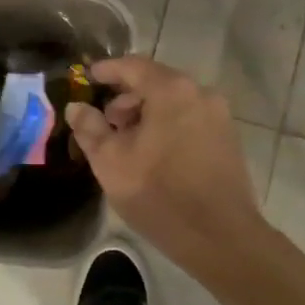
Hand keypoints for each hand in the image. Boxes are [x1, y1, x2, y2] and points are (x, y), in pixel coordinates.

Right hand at [64, 57, 266, 275]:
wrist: (221, 237)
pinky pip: (190, 118)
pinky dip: (168, 124)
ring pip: (173, 101)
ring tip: (127, 142)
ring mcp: (219, 115)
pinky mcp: (228, 137)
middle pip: (155, 82)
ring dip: (147, 113)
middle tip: (105, 121)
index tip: (87, 77)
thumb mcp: (111, 162)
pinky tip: (154, 153)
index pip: (133, 66)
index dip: (106, 70)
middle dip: (126, 97)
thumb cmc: (160, 195)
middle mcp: (200, 93)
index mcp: (172, 90)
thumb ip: (90, 129)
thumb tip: (76, 107)